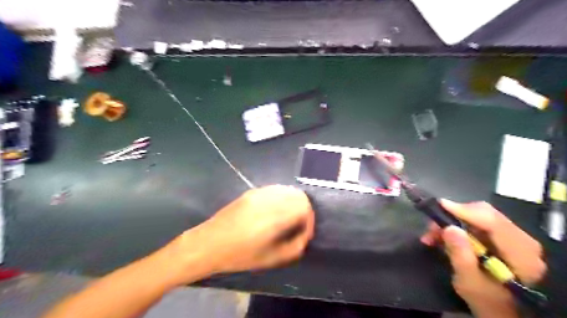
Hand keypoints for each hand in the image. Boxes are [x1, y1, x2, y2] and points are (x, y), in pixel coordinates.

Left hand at [174, 184, 314, 278]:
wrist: (209, 243)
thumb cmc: (240, 255)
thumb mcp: (272, 258)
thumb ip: (296, 246)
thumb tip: (305, 234)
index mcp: (275, 216)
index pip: (304, 206)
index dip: (309, 219)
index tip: (304, 232)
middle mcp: (269, 199)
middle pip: (298, 194)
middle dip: (304, 209)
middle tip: (298, 224)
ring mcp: (259, 193)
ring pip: (287, 189)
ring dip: (293, 202)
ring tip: (288, 217)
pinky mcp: (251, 191)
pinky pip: (275, 190)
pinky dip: (282, 198)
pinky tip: (275, 211)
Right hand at [421, 200, 544, 316]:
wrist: (501, 309)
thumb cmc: (487, 300)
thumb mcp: (469, 281)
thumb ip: (460, 255)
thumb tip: (449, 228)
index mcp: (521, 254)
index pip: (494, 222)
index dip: (466, 211)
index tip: (440, 205)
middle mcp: (522, 240)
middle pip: (485, 214)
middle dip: (454, 217)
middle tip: (431, 228)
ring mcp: (513, 237)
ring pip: (478, 216)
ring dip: (451, 223)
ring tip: (432, 236)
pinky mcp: (502, 236)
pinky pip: (477, 222)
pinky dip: (457, 227)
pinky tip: (442, 237)